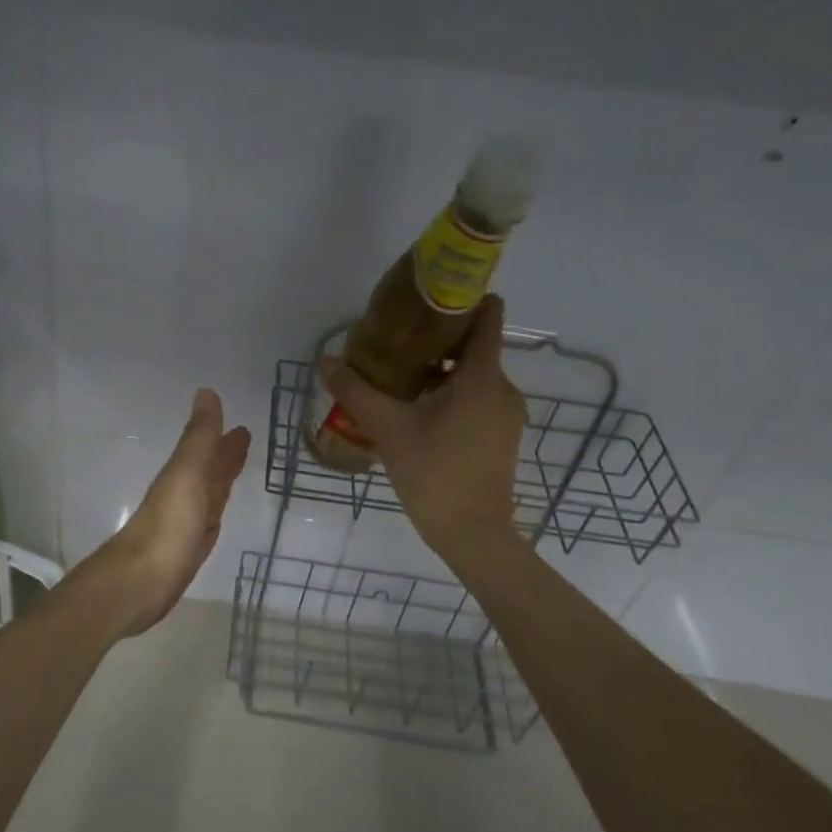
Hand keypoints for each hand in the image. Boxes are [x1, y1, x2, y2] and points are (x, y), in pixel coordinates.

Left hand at [86, 388, 251, 637]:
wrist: (140, 581)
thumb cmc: (167, 525)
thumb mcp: (186, 473)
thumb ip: (198, 437)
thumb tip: (206, 392)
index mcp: (184, 475)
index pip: (209, 450)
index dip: (225, 439)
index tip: (243, 427)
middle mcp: (185, 496)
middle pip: (209, 471)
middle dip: (225, 456)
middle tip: (245, 439)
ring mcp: (186, 524)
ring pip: (209, 495)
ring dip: (221, 481)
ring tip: (237, 468)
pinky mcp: (188, 551)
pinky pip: (207, 523)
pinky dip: (215, 512)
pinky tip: (216, 515)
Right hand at [319, 296, 524, 557]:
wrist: (472, 534)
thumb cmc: (434, 473)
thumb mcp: (388, 429)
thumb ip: (356, 392)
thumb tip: (326, 361)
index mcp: (482, 377)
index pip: (487, 318)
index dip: (464, 299)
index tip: (429, 297)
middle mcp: (502, 388)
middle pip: (475, 346)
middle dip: (438, 339)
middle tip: (396, 341)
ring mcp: (505, 414)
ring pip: (474, 375)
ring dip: (441, 370)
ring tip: (400, 375)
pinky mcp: (501, 435)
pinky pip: (477, 398)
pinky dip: (451, 393)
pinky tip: (418, 409)